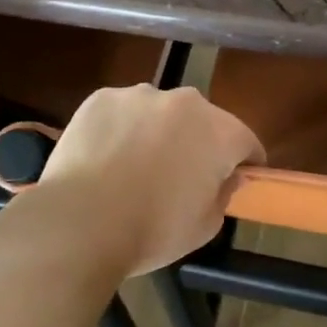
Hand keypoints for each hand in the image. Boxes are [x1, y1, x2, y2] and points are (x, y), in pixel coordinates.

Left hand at [34, 84, 264, 276]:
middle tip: (180, 178)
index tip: (232, 182)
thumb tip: (226, 176)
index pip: (247, 143)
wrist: (79, 223)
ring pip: (161, 113)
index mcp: (221, 132)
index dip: (244, 164)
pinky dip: (122, 129)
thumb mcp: (205, 226)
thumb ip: (224, 194)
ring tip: (135, 167)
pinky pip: (123, 112)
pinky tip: (106, 158)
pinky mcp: (102, 98)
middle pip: (204, 121)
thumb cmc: (152, 230)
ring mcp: (141, 95)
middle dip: (199, 144)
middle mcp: (186, 102)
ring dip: (159, 132)